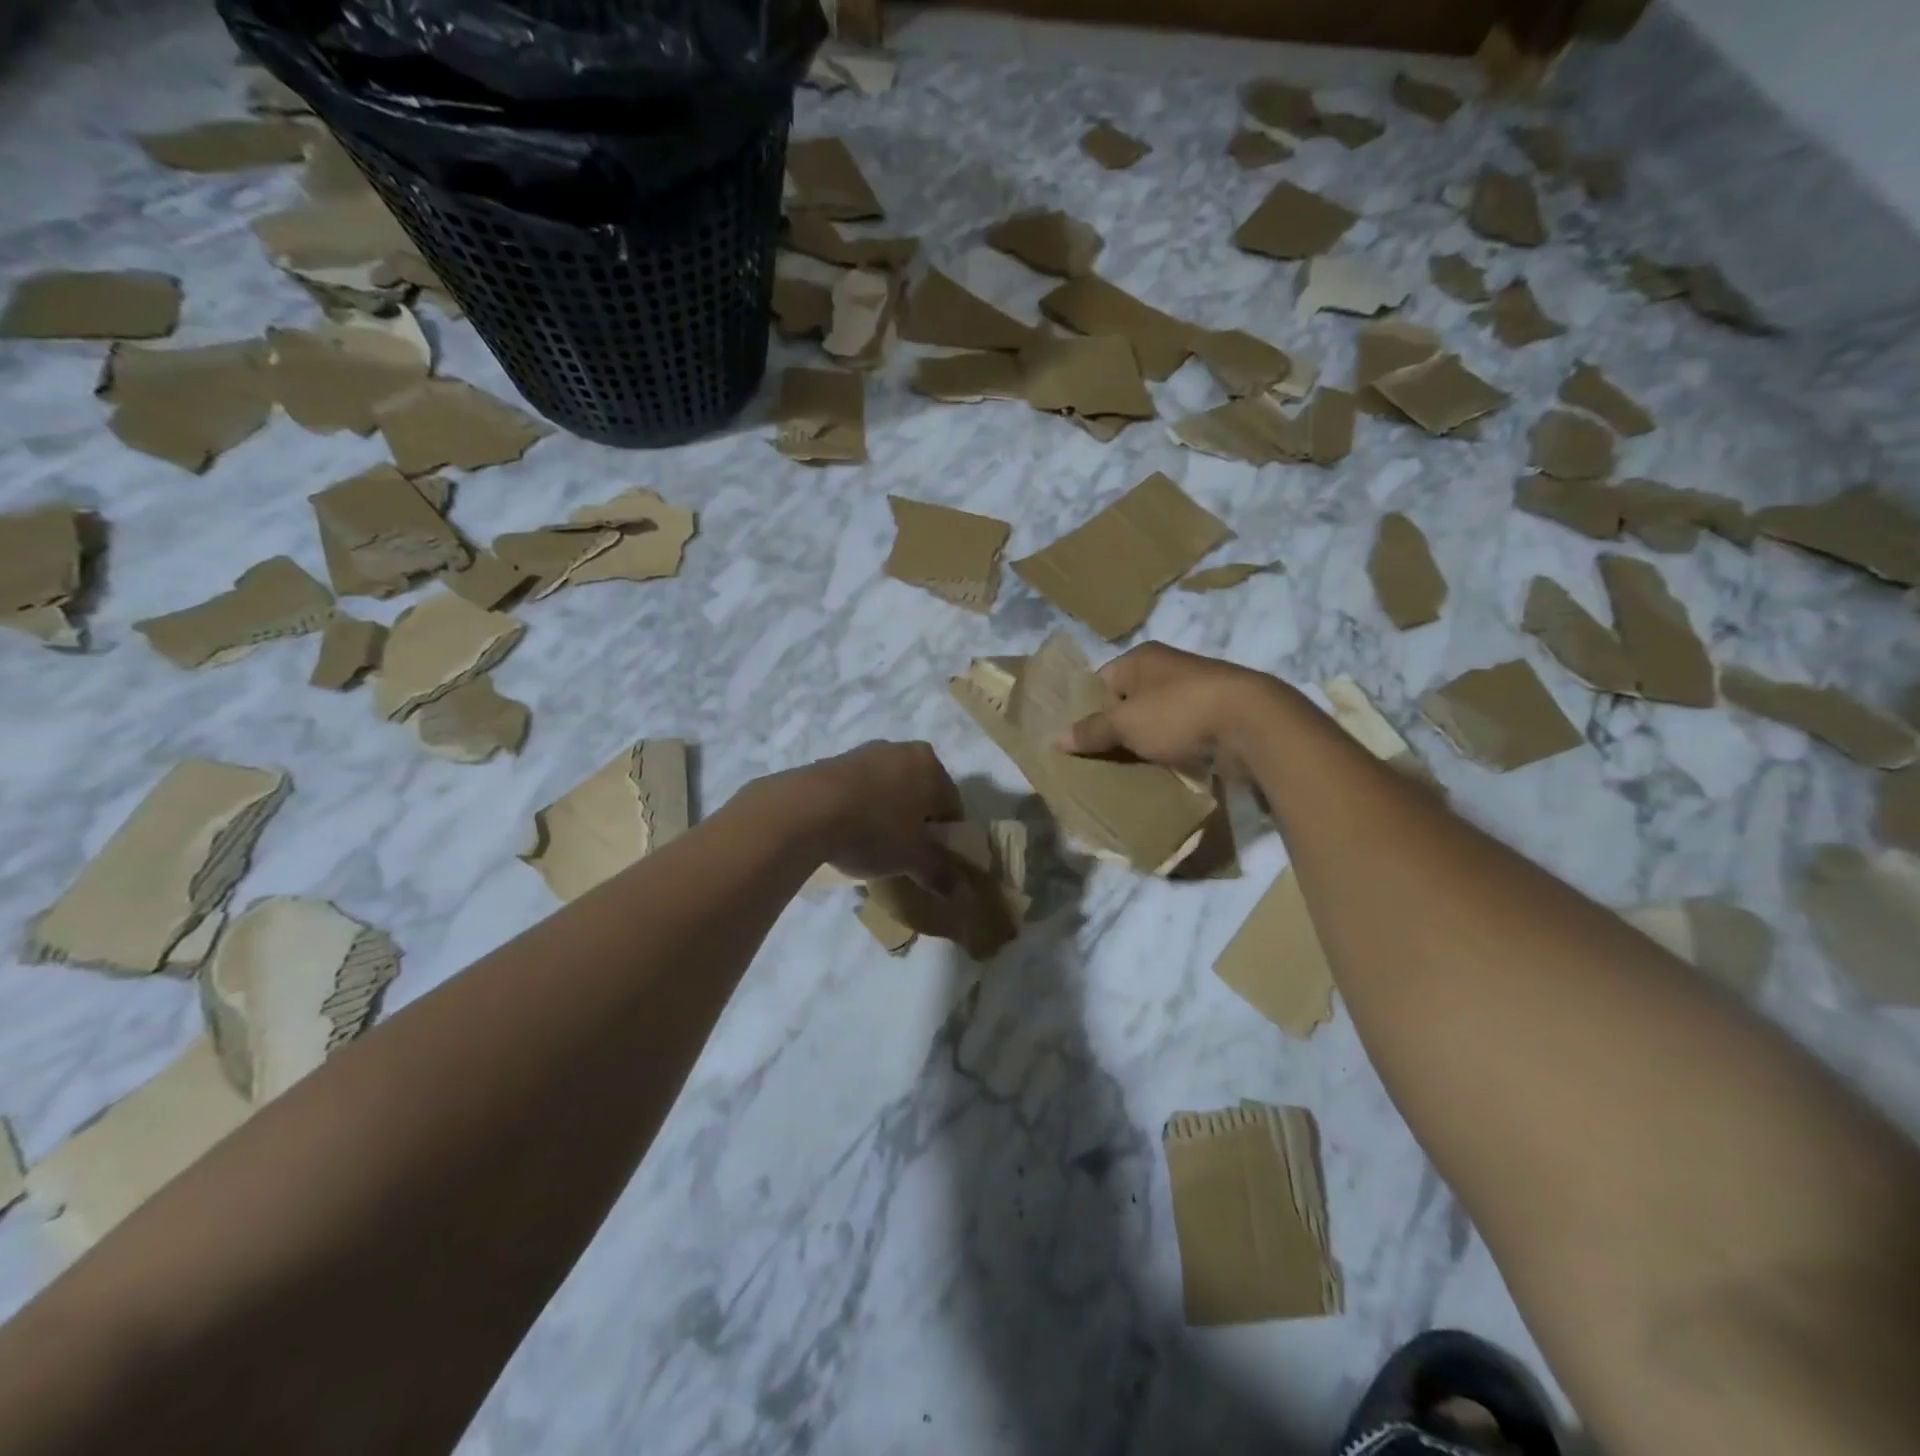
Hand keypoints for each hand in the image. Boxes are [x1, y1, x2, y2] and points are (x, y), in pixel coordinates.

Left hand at [788, 740, 964, 890]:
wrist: (805, 810)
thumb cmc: (874, 829)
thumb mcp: (912, 858)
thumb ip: (940, 873)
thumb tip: (963, 893)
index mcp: (931, 765)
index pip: (952, 805)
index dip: (946, 837)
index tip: (932, 861)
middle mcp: (902, 750)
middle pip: (920, 793)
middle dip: (916, 822)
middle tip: (904, 853)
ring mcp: (866, 752)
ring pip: (889, 789)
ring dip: (887, 814)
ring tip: (871, 845)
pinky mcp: (834, 760)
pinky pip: (860, 788)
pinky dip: (860, 807)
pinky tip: (846, 832)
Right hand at [1055, 642, 1287, 774]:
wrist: (1251, 724)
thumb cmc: (1178, 712)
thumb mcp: (1126, 723)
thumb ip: (1091, 730)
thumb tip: (1055, 738)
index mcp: (1141, 658)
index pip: (1101, 681)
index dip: (1086, 710)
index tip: (1076, 741)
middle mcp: (1167, 669)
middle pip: (1127, 702)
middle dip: (1113, 731)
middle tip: (1094, 761)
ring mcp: (1194, 692)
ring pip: (1154, 721)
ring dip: (1142, 744)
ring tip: (1123, 771)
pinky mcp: (1215, 717)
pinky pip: (1179, 736)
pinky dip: (1168, 752)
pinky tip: (1159, 772)